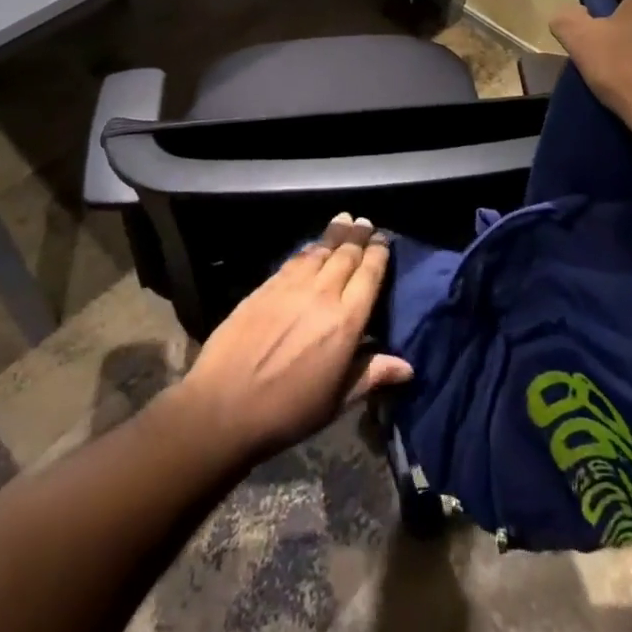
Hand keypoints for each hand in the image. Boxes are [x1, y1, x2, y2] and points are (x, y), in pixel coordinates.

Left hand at [174, 215, 412, 462]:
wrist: (223, 406)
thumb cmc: (287, 411)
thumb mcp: (337, 401)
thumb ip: (371, 375)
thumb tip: (408, 367)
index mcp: (346, 322)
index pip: (369, 275)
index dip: (378, 253)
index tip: (383, 238)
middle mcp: (322, 294)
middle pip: (345, 255)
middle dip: (358, 236)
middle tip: (365, 222)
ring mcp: (290, 287)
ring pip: (319, 251)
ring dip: (334, 234)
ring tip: (344, 220)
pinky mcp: (265, 287)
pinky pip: (293, 259)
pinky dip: (307, 248)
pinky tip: (311, 246)